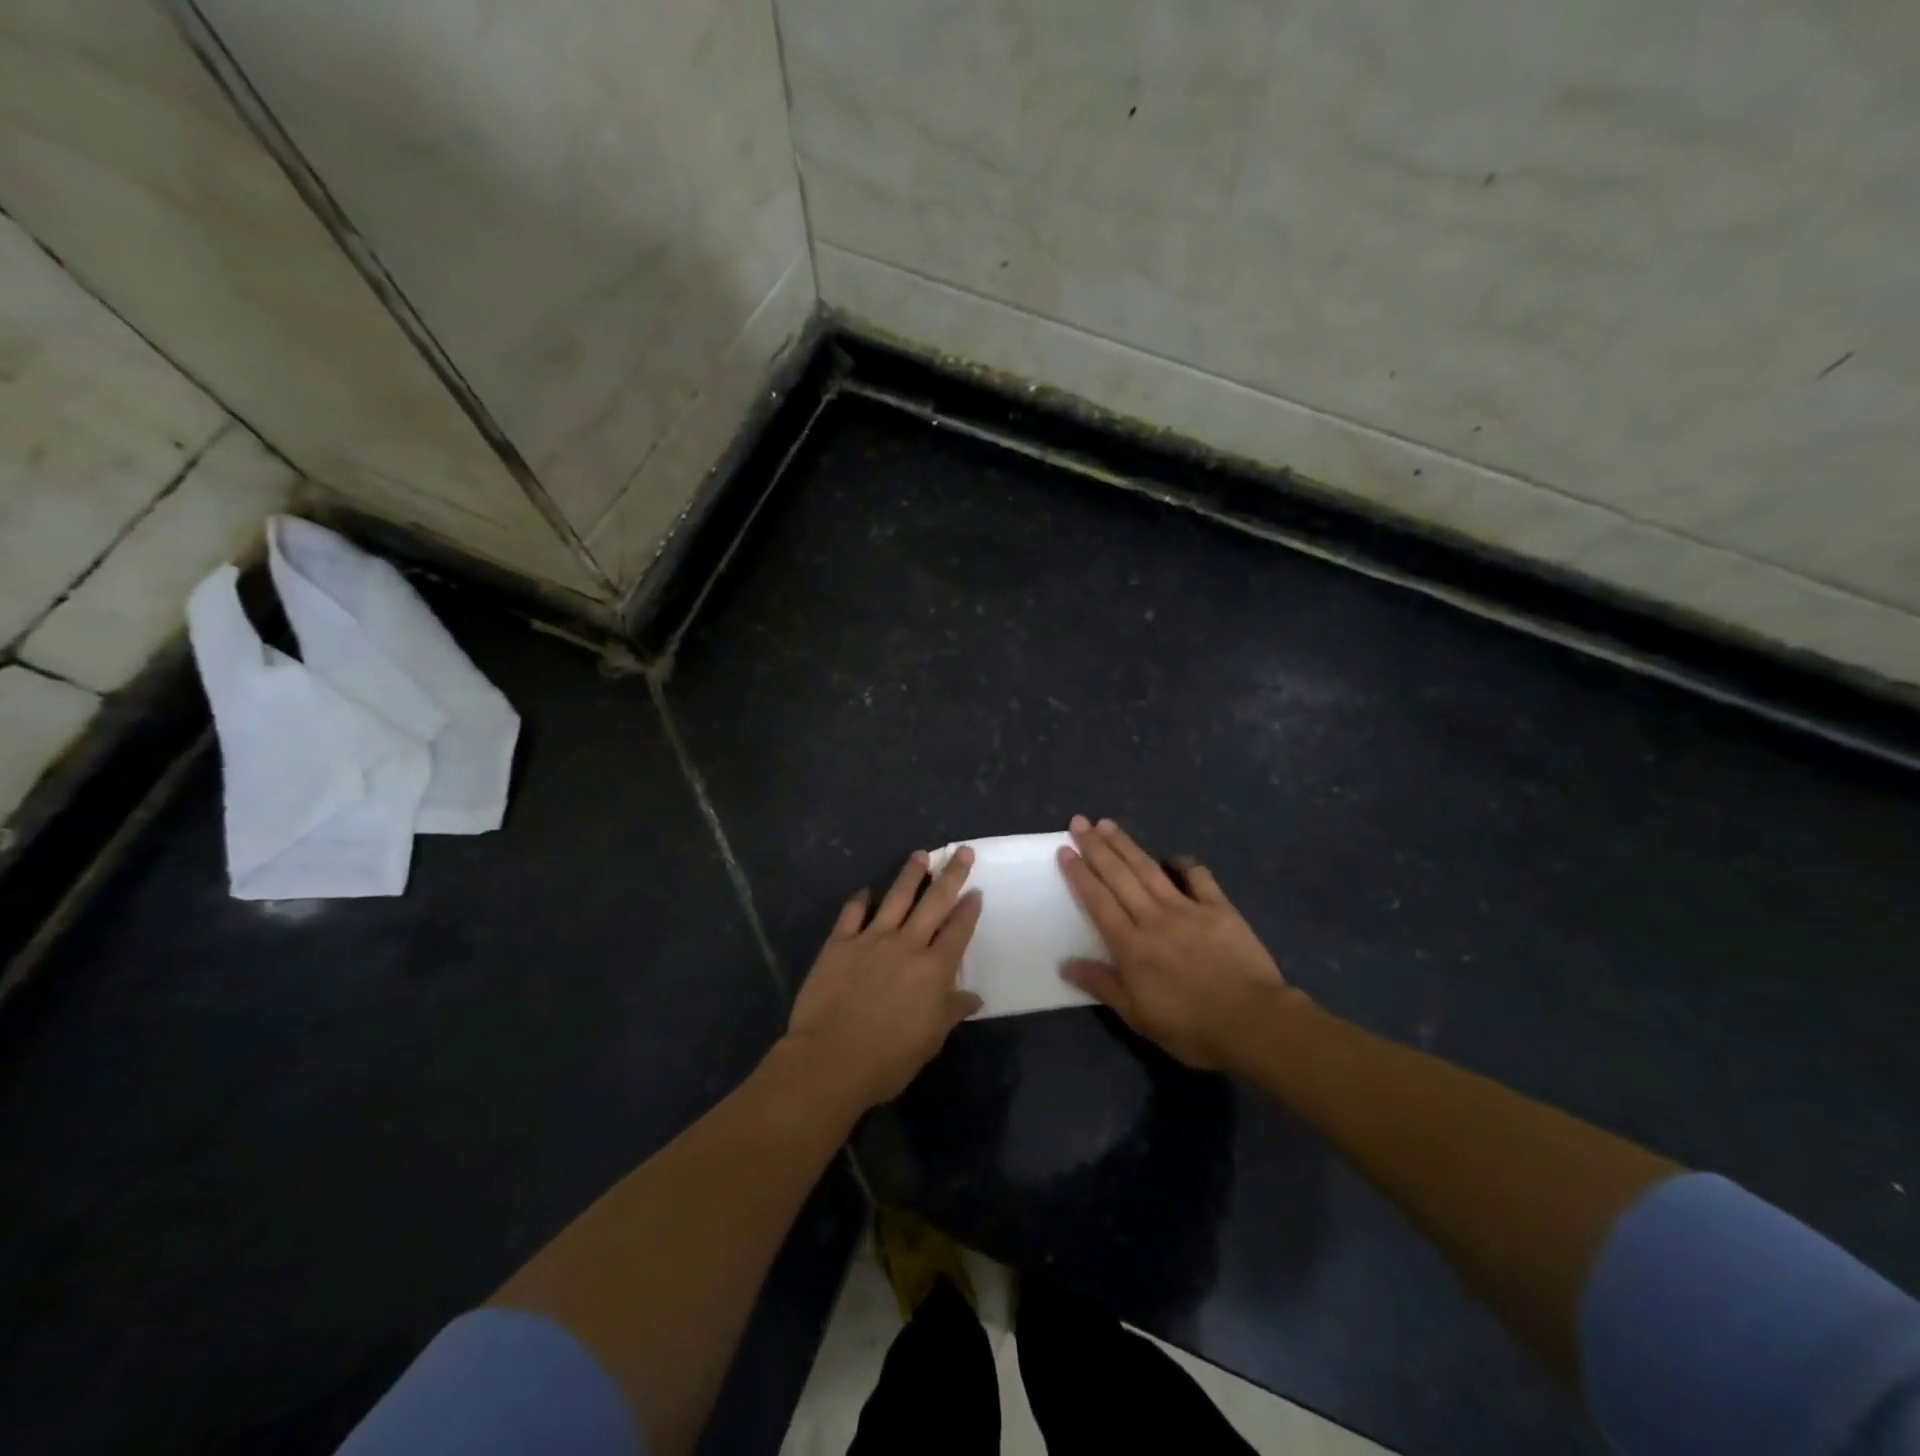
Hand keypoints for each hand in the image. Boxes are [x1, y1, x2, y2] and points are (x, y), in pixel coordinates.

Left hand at [785, 848, 984, 1109]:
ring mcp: (871, 939)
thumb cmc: (889, 1058)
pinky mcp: (839, 943)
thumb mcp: (930, 1040)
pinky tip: (865, 891)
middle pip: (934, 902)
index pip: (958, 930)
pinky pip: (852, 913)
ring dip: (910, 874)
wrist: (831, 1059)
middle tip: (961, 851)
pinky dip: (860, 900)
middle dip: (951, 875)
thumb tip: (973, 997)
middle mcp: (907, 944)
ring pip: (896, 897)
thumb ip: (951, 1011)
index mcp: (934, 969)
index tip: (976, 890)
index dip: (969, 909)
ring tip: (920, 855)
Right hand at [1058, 816, 1300, 1070]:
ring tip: (1109, 824)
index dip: (1079, 874)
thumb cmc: (1191, 1027)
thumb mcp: (1138, 1016)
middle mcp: (1154, 918)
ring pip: (1150, 870)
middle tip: (1080, 821)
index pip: (1098, 901)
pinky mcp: (1219, 909)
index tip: (1065, 850)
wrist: (1253, 1022)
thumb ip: (1102, 985)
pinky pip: (1199, 878)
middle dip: (1096, 847)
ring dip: (1127, 845)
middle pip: (1119, 876)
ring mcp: (1188, 909)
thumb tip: (1065, 963)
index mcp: (1131, 946)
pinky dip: (1185, 864)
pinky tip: (1174, 857)